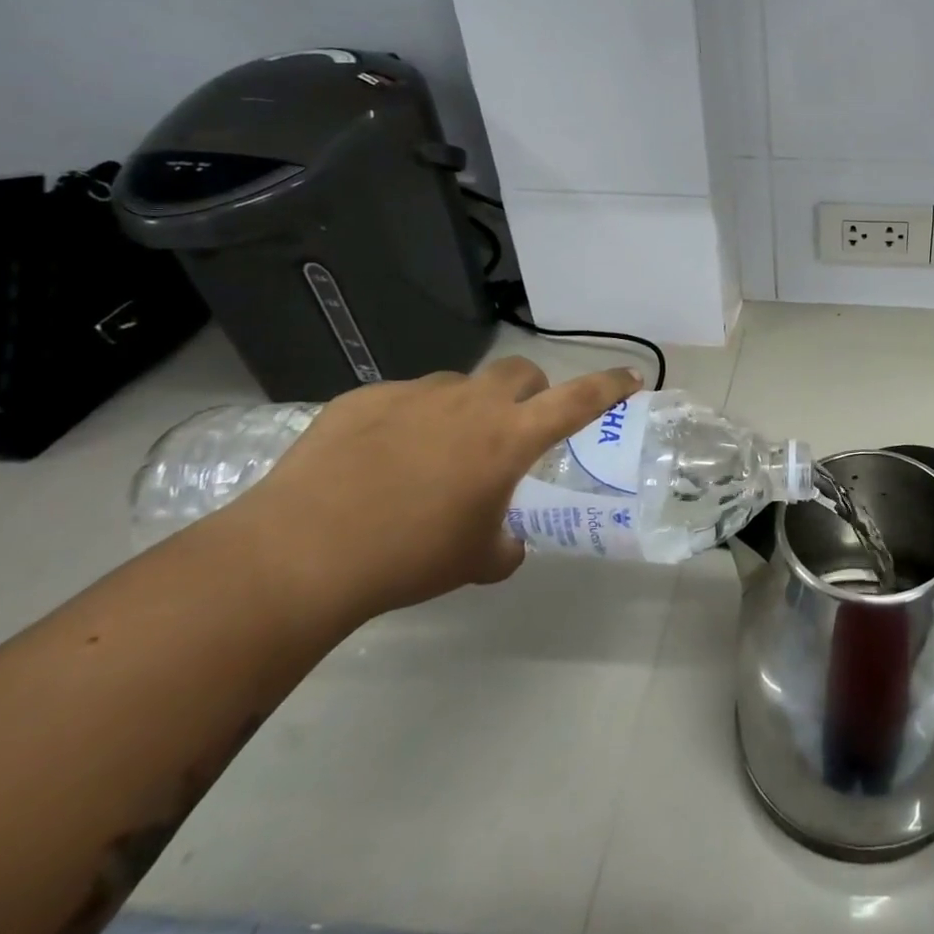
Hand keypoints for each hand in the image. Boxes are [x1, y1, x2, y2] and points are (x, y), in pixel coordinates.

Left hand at [228, 358, 642, 623]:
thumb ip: (505, 544)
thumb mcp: (474, 560)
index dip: (610, 386)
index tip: (632, 379)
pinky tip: (377, 460)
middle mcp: (471, 403)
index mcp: (509, 437)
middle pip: (520, 373)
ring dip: (464, 409)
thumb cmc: (408, 557)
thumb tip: (506, 541)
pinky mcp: (364, 398)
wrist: (301, 552)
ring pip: (459, 385)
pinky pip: (402, 400)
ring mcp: (415, 394)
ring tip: (434, 453)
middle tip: (513, 428)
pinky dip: (408, 420)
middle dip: (529, 392)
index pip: (579, 399)